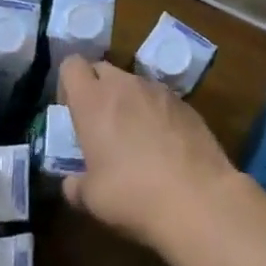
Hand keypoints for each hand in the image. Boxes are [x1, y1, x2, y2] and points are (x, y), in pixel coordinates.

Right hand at [57, 56, 240, 250]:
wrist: (198, 199)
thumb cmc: (132, 194)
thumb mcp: (91, 199)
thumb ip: (75, 185)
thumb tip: (73, 183)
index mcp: (93, 101)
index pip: (71, 65)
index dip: (67, 85)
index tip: (72, 113)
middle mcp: (125, 86)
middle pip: (102, 69)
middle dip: (97, 90)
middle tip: (100, 126)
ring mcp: (159, 91)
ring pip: (133, 84)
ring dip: (128, 102)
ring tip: (136, 139)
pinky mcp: (186, 104)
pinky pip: (160, 99)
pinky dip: (155, 113)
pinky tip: (164, 146)